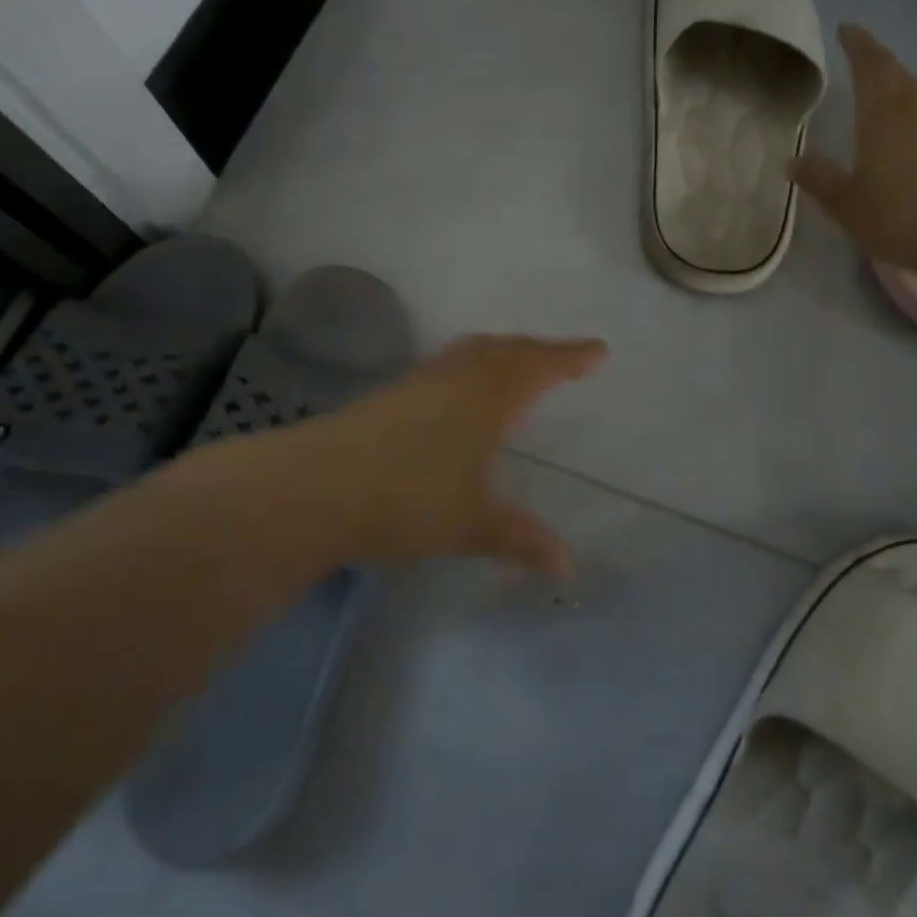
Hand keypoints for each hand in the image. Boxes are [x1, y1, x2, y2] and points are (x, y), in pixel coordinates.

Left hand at [262, 334, 606, 576]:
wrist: (318, 486)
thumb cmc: (409, 499)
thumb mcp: (472, 524)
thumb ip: (520, 539)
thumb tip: (568, 566)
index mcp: (488, 396)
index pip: (540, 366)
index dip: (570, 357)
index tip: (598, 351)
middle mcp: (457, 377)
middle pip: (506, 350)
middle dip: (539, 351)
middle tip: (563, 358)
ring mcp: (420, 381)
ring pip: (472, 352)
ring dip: (502, 352)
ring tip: (516, 363)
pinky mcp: (392, 393)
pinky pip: (447, 365)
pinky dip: (470, 366)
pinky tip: (460, 391)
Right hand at [789, 25, 916, 275]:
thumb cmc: (900, 216)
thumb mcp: (846, 203)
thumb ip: (819, 179)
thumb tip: (792, 161)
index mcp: (882, 117)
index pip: (870, 67)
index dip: (858, 46)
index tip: (847, 29)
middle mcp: (916, 113)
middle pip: (897, 75)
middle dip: (878, 61)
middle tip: (862, 55)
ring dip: (904, 85)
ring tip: (890, 88)